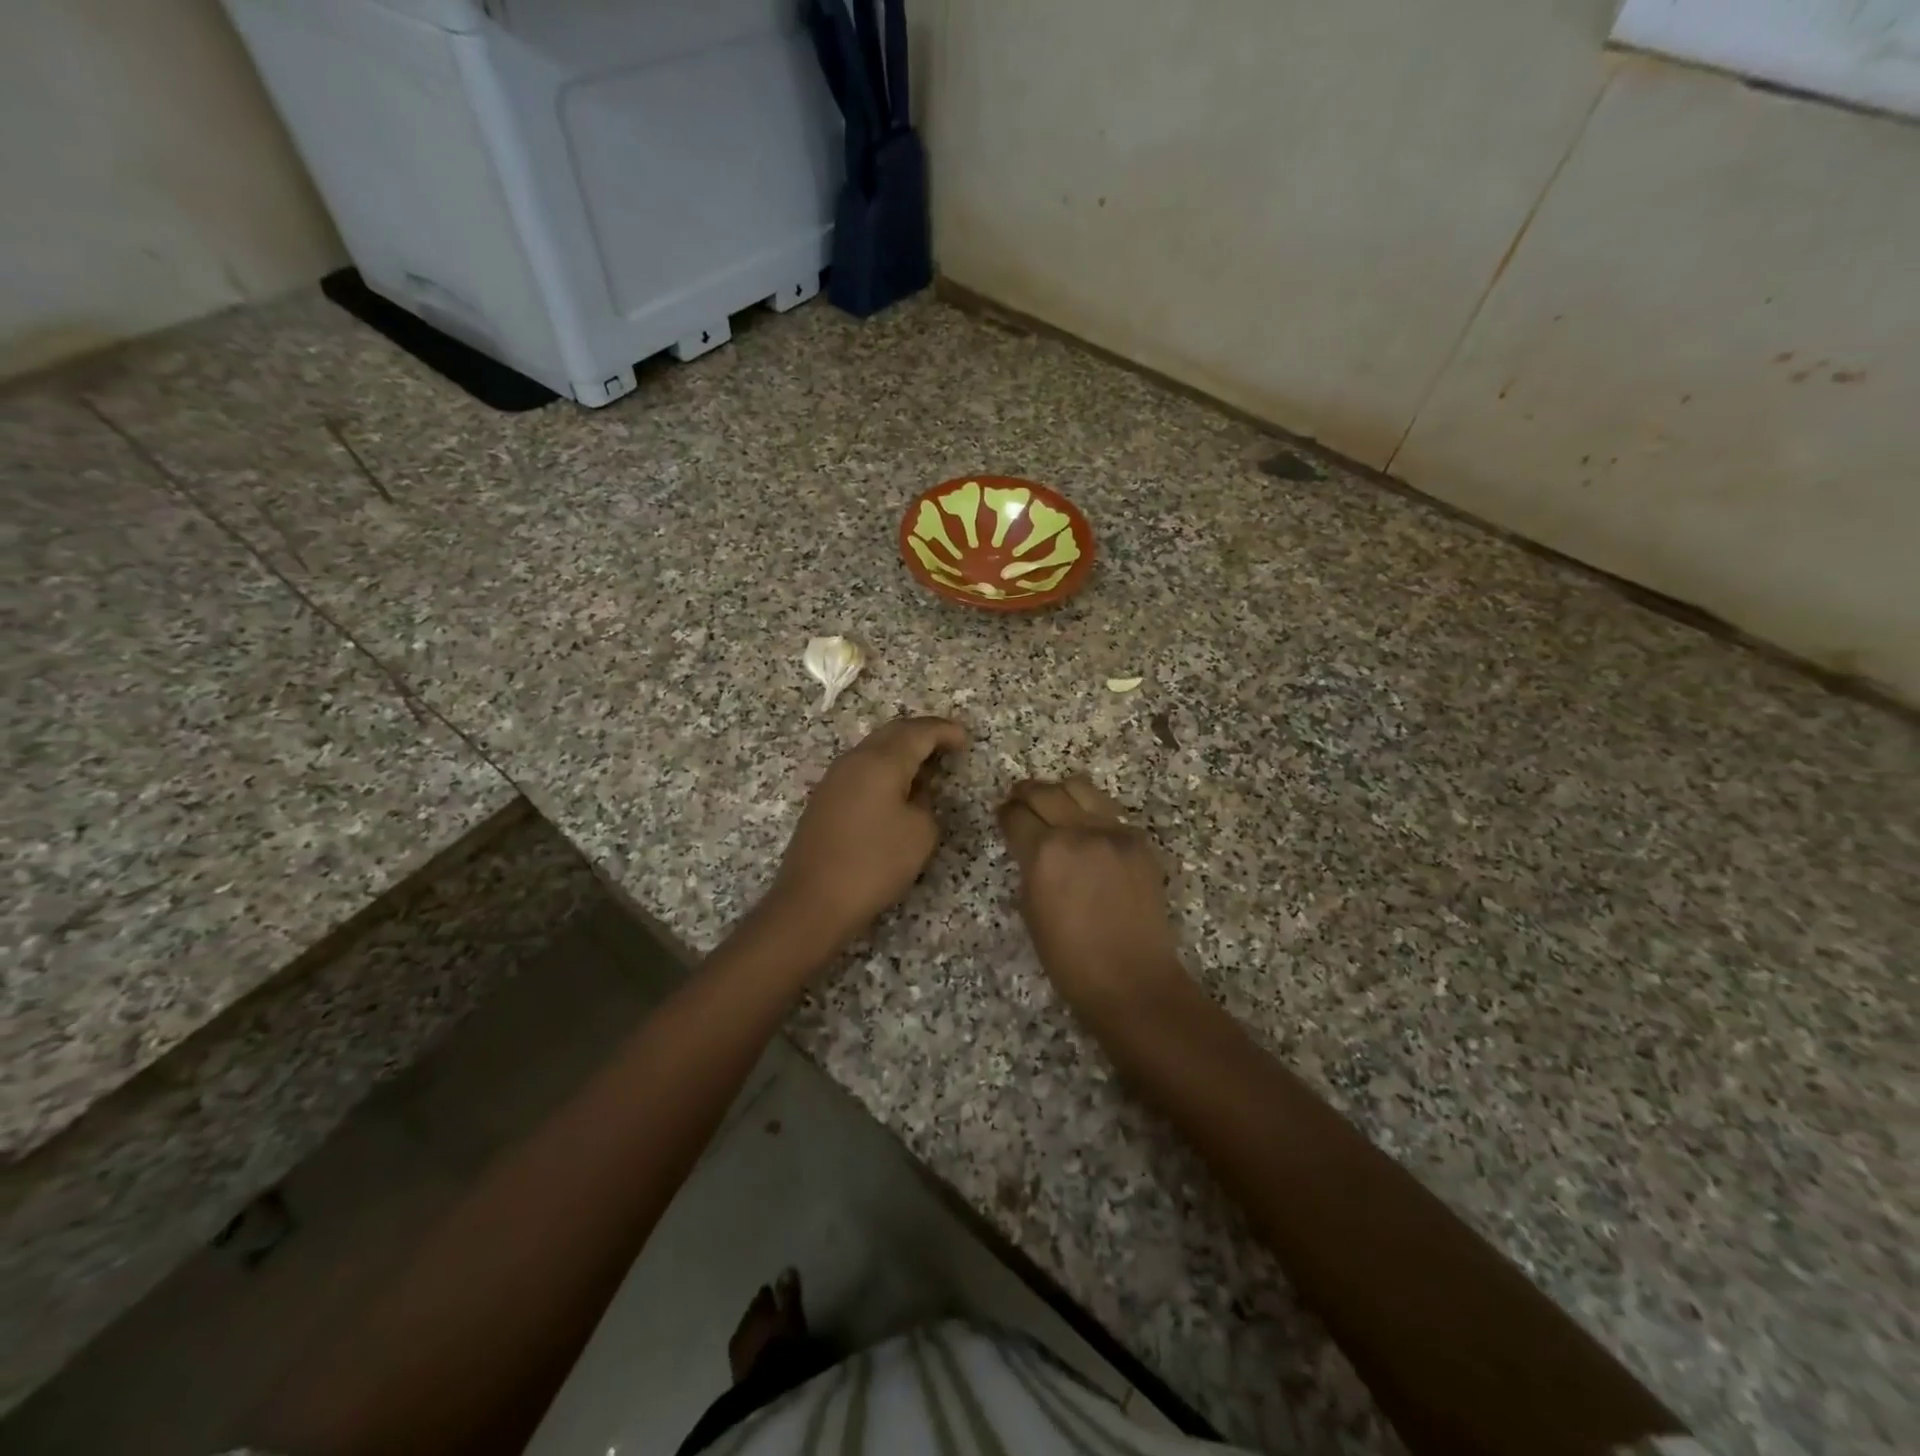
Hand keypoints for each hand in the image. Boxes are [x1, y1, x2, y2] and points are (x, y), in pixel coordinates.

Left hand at [765, 716, 968, 955]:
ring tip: (926, 766)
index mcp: (881, 762)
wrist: (812, 900)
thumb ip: (926, 802)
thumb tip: (915, 791)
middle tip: (948, 744)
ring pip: (874, 749)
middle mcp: (855, 760)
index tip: (965, 738)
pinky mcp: (824, 798)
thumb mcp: (920, 834)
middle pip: (893, 732)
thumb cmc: (874, 864)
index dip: (945, 731)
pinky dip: (884, 768)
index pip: (919, 732)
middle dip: (922, 734)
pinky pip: (861, 768)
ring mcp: (834, 778)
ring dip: (901, 751)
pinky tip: (896, 788)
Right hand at [997, 775, 1186, 1011]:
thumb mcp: (1030, 910)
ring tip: (1055, 805)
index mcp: (1043, 853)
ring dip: (1060, 793)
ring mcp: (1113, 832)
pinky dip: (1091, 813)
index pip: (1015, 814)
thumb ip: (1028, 866)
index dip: (1005, 814)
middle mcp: (1077, 832)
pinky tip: (1087, 831)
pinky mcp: (1138, 840)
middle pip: (1044, 792)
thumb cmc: (1069, 958)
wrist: (1131, 979)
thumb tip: (1028, 845)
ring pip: (1079, 788)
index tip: (1004, 817)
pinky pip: (1108, 811)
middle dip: (1026, 794)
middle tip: (1020, 801)